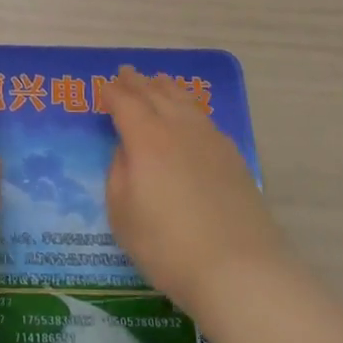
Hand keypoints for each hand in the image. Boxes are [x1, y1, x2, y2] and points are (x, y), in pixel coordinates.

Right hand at [105, 66, 289, 318]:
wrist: (239, 269)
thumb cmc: (167, 246)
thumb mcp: (122, 214)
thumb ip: (118, 173)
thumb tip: (126, 150)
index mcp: (146, 137)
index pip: (124, 103)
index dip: (112, 93)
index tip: (103, 88)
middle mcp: (177, 127)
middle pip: (154, 94)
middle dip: (137, 82)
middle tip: (126, 73)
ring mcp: (209, 138)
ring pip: (183, 100)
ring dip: (165, 88)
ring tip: (158, 81)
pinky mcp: (232, 156)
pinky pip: (203, 117)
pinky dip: (189, 107)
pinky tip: (189, 114)